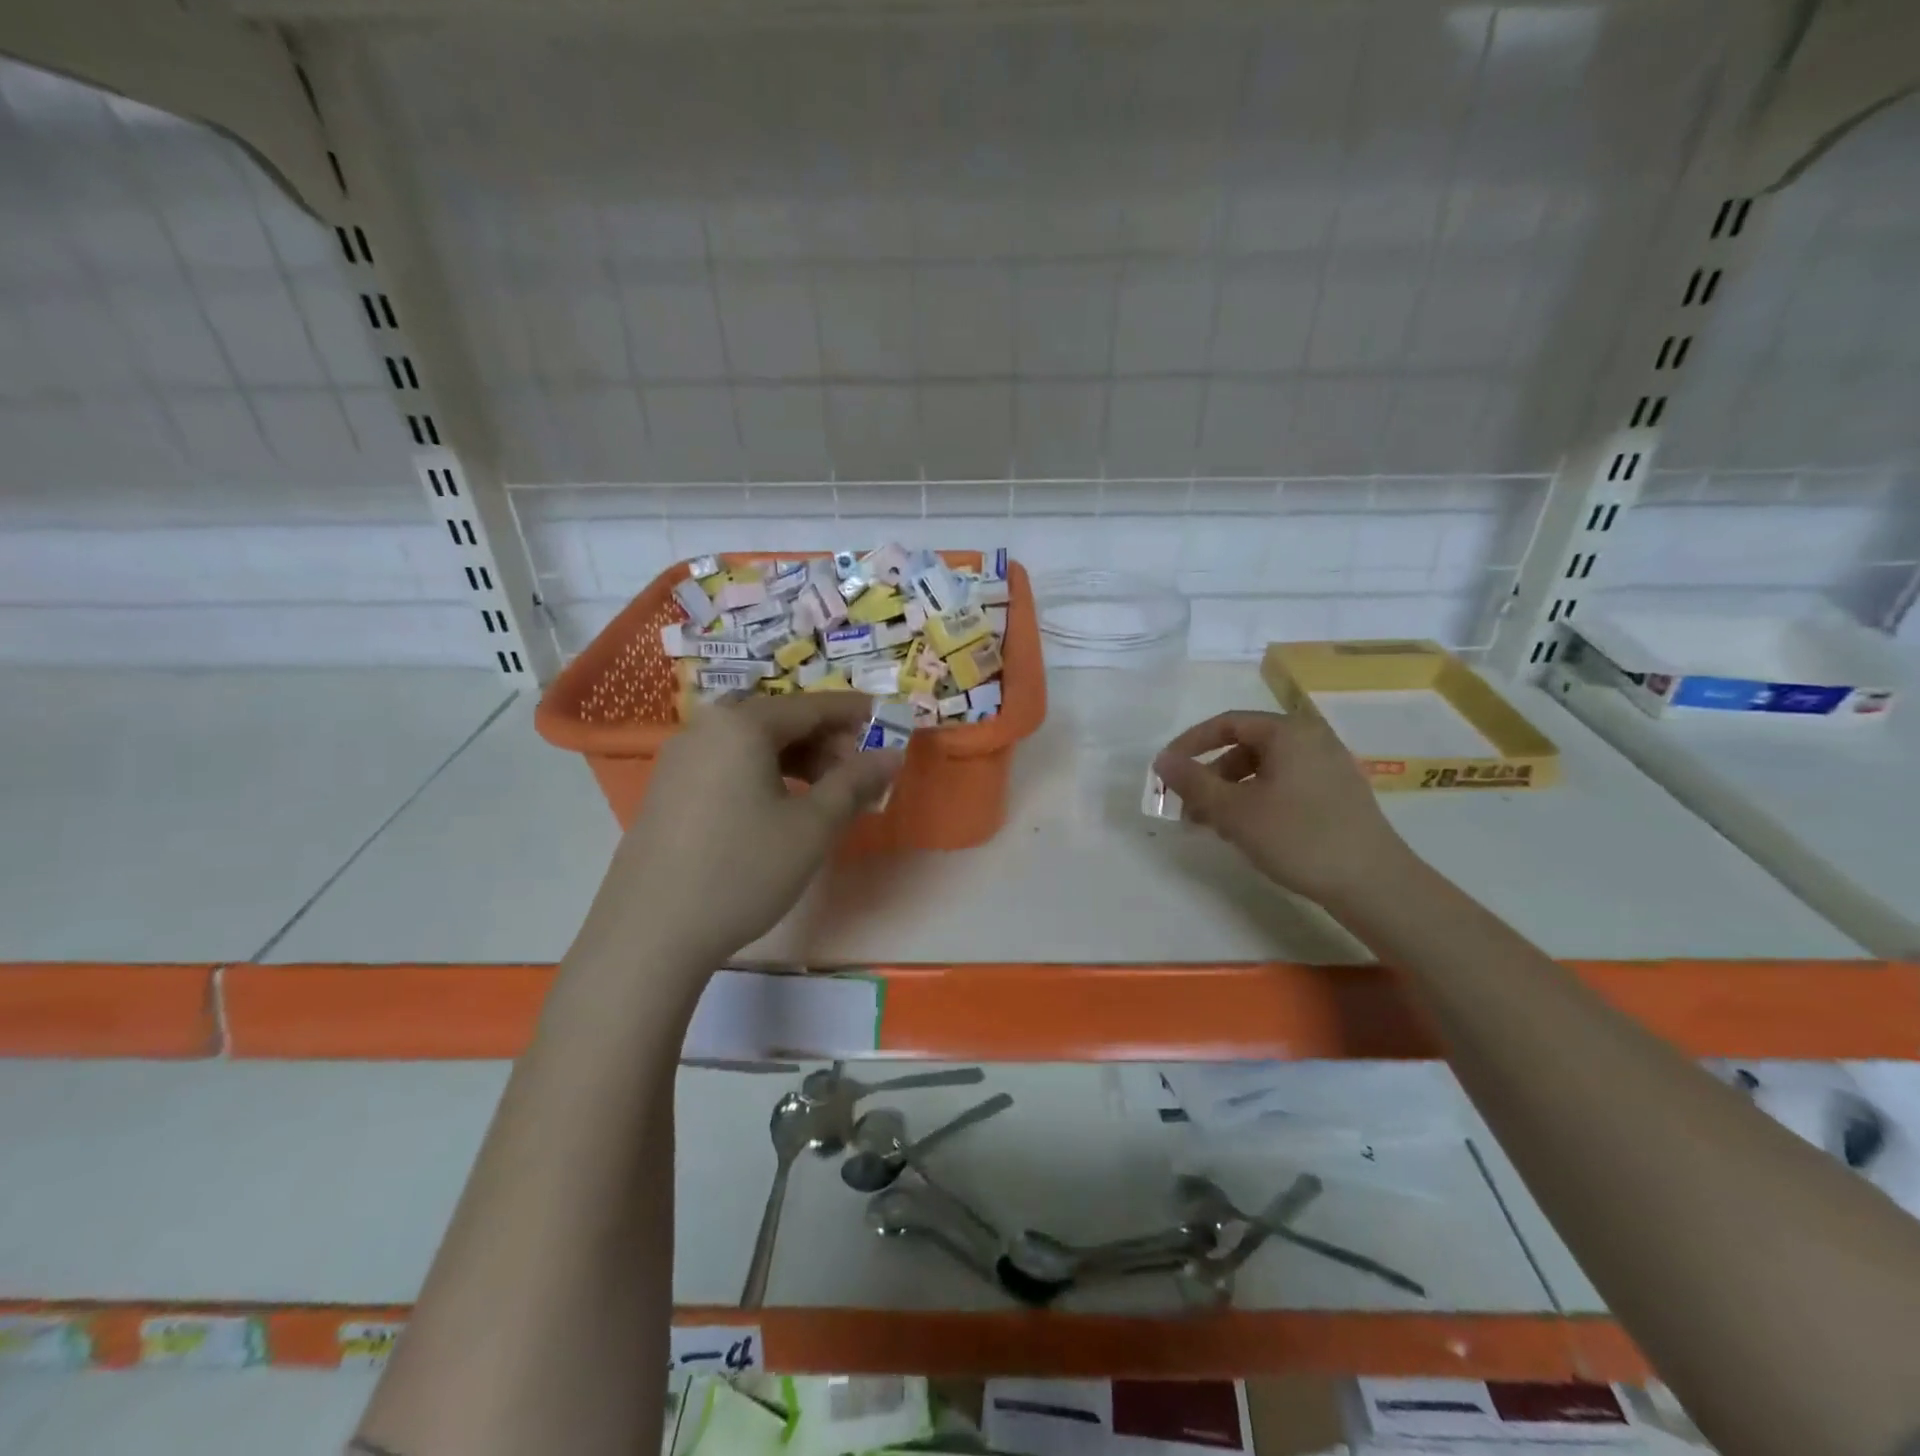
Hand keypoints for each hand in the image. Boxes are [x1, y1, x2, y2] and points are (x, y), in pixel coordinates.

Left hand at [582, 693, 902, 968]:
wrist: (650, 932)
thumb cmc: (743, 870)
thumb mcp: (812, 827)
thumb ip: (855, 782)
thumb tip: (891, 755)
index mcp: (742, 725)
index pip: (813, 705)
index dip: (856, 714)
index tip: (889, 726)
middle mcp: (706, 728)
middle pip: (780, 720)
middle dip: (827, 741)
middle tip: (859, 774)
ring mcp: (680, 758)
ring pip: (753, 743)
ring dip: (797, 759)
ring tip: (826, 795)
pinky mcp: (667, 789)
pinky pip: (728, 764)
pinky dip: (764, 774)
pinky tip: (780, 809)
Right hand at [1153, 710, 1413, 906]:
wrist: (1373, 883)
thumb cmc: (1297, 837)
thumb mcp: (1233, 811)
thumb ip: (1193, 782)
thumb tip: (1161, 760)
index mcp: (1288, 732)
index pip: (1226, 723)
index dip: (1190, 744)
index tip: (1166, 771)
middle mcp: (1312, 739)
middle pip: (1245, 747)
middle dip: (1210, 776)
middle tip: (1189, 809)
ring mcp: (1330, 767)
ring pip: (1265, 769)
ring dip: (1231, 792)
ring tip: (1215, 827)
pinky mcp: (1339, 794)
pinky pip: (1286, 784)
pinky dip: (1258, 800)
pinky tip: (1249, 832)